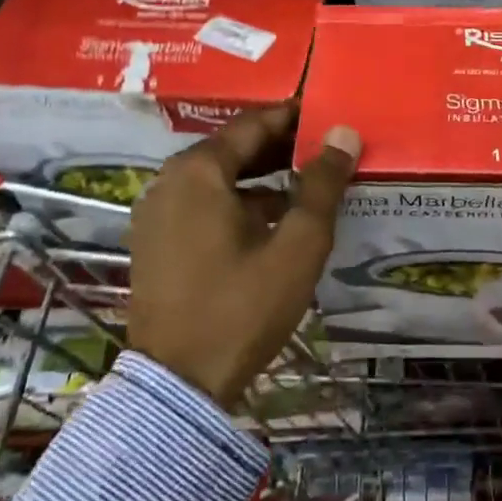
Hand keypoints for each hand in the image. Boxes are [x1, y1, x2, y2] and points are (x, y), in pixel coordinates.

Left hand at [125, 105, 360, 405]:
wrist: (178, 384)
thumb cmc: (243, 307)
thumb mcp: (298, 245)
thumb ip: (322, 185)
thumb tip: (344, 134)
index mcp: (198, 172)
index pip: (254, 124)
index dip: (295, 117)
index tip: (331, 115)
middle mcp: (170, 182)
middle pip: (234, 148)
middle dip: (282, 146)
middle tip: (328, 149)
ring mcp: (158, 214)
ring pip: (219, 178)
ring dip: (263, 176)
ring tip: (310, 183)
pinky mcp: (157, 243)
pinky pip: (205, 204)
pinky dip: (240, 201)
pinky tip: (276, 221)